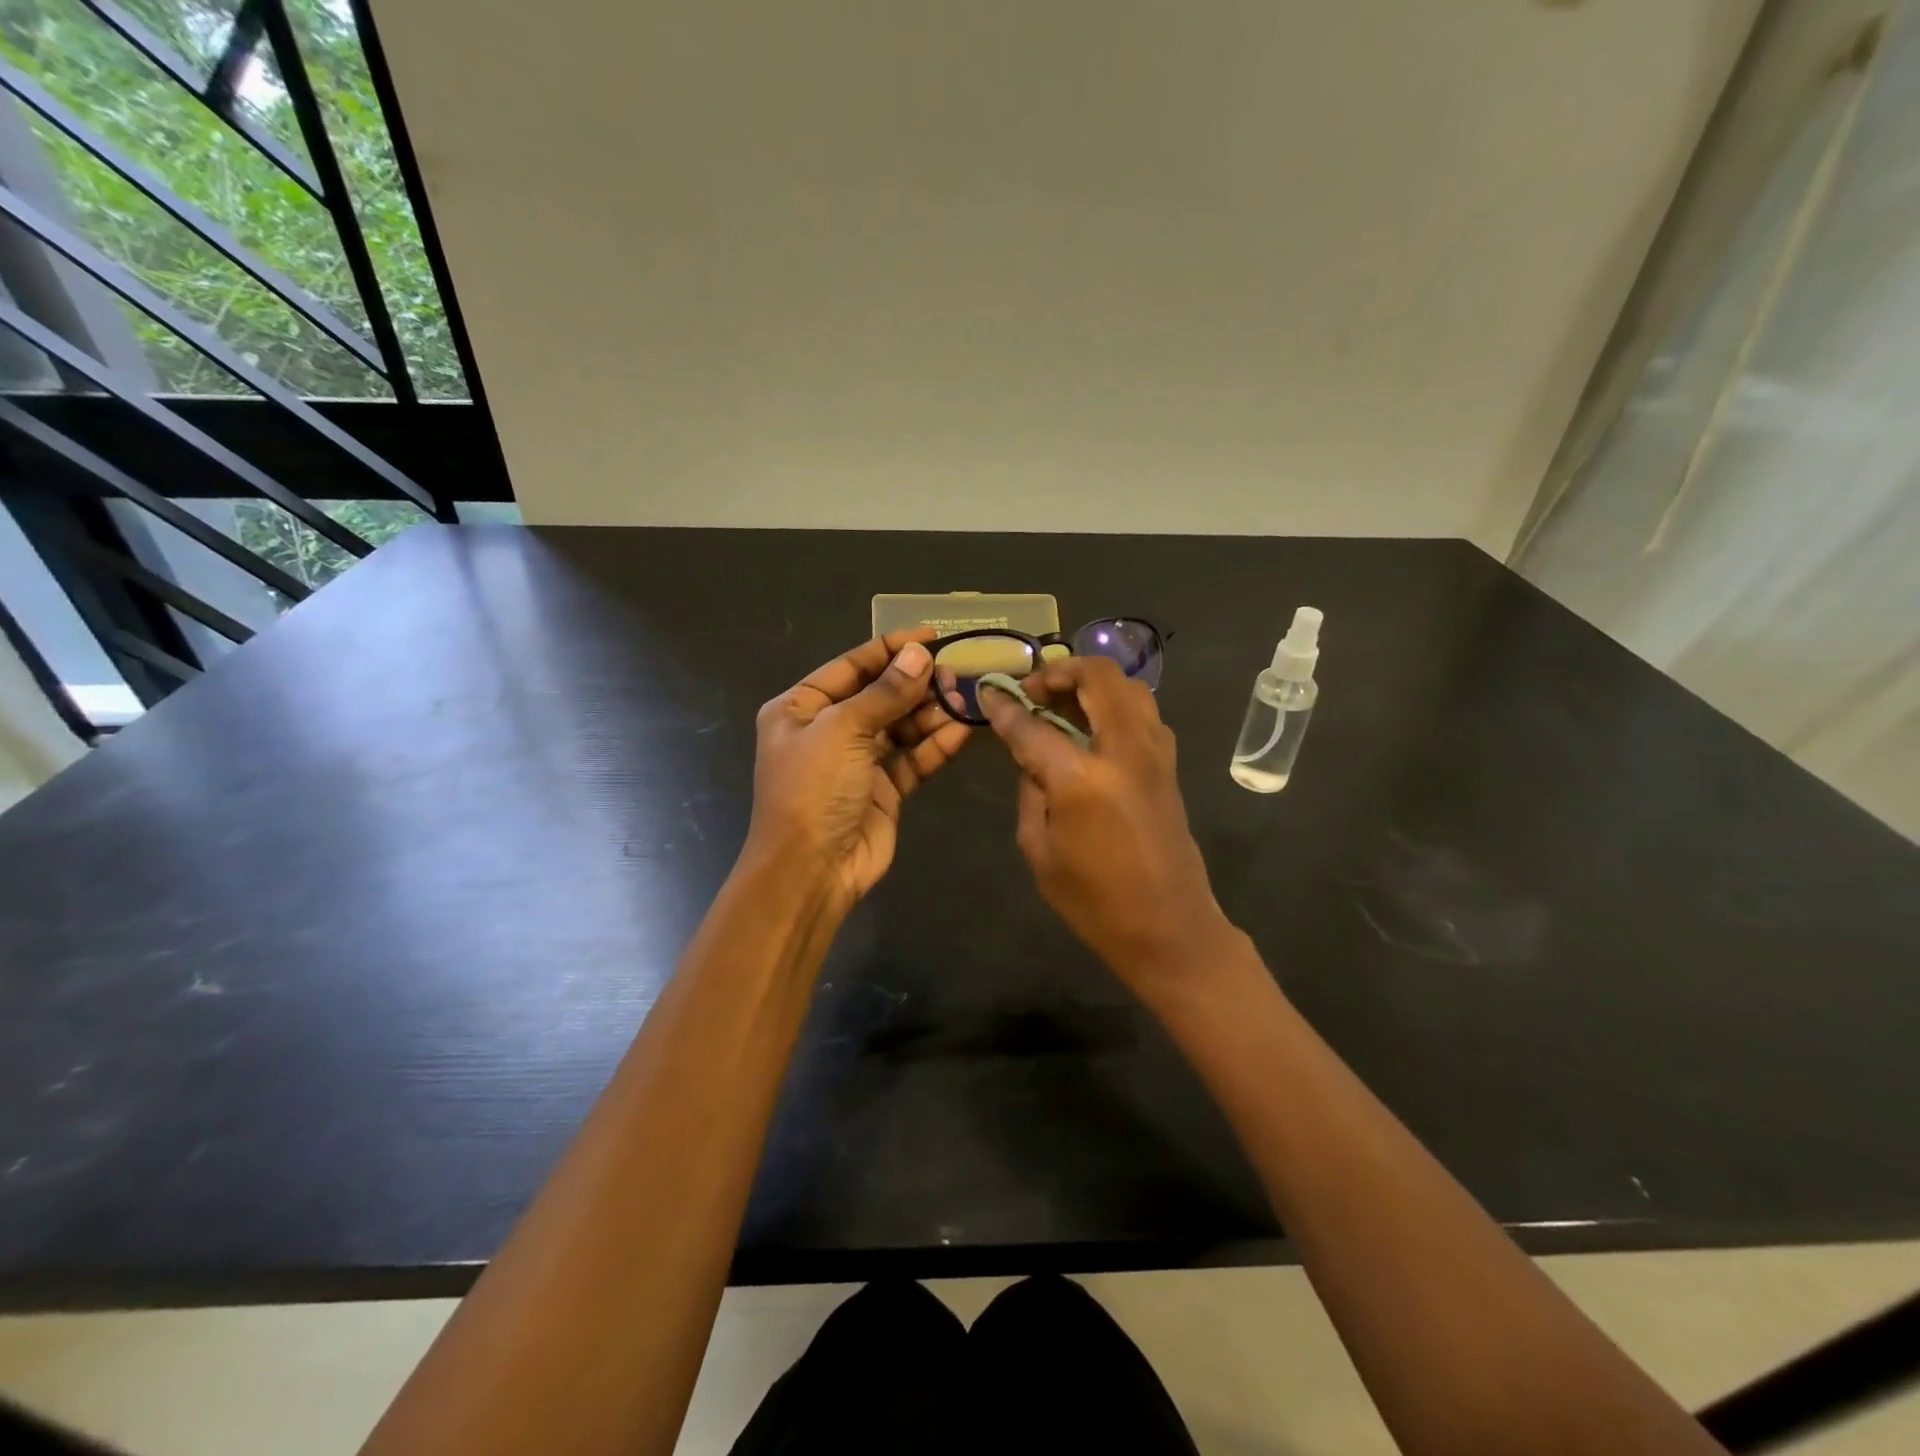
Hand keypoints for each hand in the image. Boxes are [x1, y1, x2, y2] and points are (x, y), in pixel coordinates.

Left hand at [745, 630, 970, 907]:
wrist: (811, 870)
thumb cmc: (814, 789)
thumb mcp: (843, 730)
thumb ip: (885, 692)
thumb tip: (919, 655)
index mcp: (801, 708)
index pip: (851, 666)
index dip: (890, 649)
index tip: (931, 636)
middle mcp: (828, 730)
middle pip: (880, 695)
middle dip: (916, 684)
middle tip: (957, 673)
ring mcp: (857, 761)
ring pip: (900, 726)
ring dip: (930, 714)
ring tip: (963, 700)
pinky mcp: (883, 790)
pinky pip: (912, 759)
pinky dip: (935, 746)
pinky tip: (962, 732)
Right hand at [981, 657, 1232, 992]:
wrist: (1169, 929)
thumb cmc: (1094, 902)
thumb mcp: (1039, 851)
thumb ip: (1030, 791)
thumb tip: (1032, 757)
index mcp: (1082, 778)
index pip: (1033, 725)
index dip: (1005, 706)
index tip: (989, 691)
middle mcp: (1124, 750)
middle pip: (1097, 677)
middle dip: (1059, 671)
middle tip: (1033, 690)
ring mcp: (1155, 753)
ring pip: (1128, 686)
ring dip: (1092, 682)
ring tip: (1062, 702)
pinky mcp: (1169, 764)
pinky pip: (1143, 712)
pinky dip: (1115, 703)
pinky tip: (1092, 727)